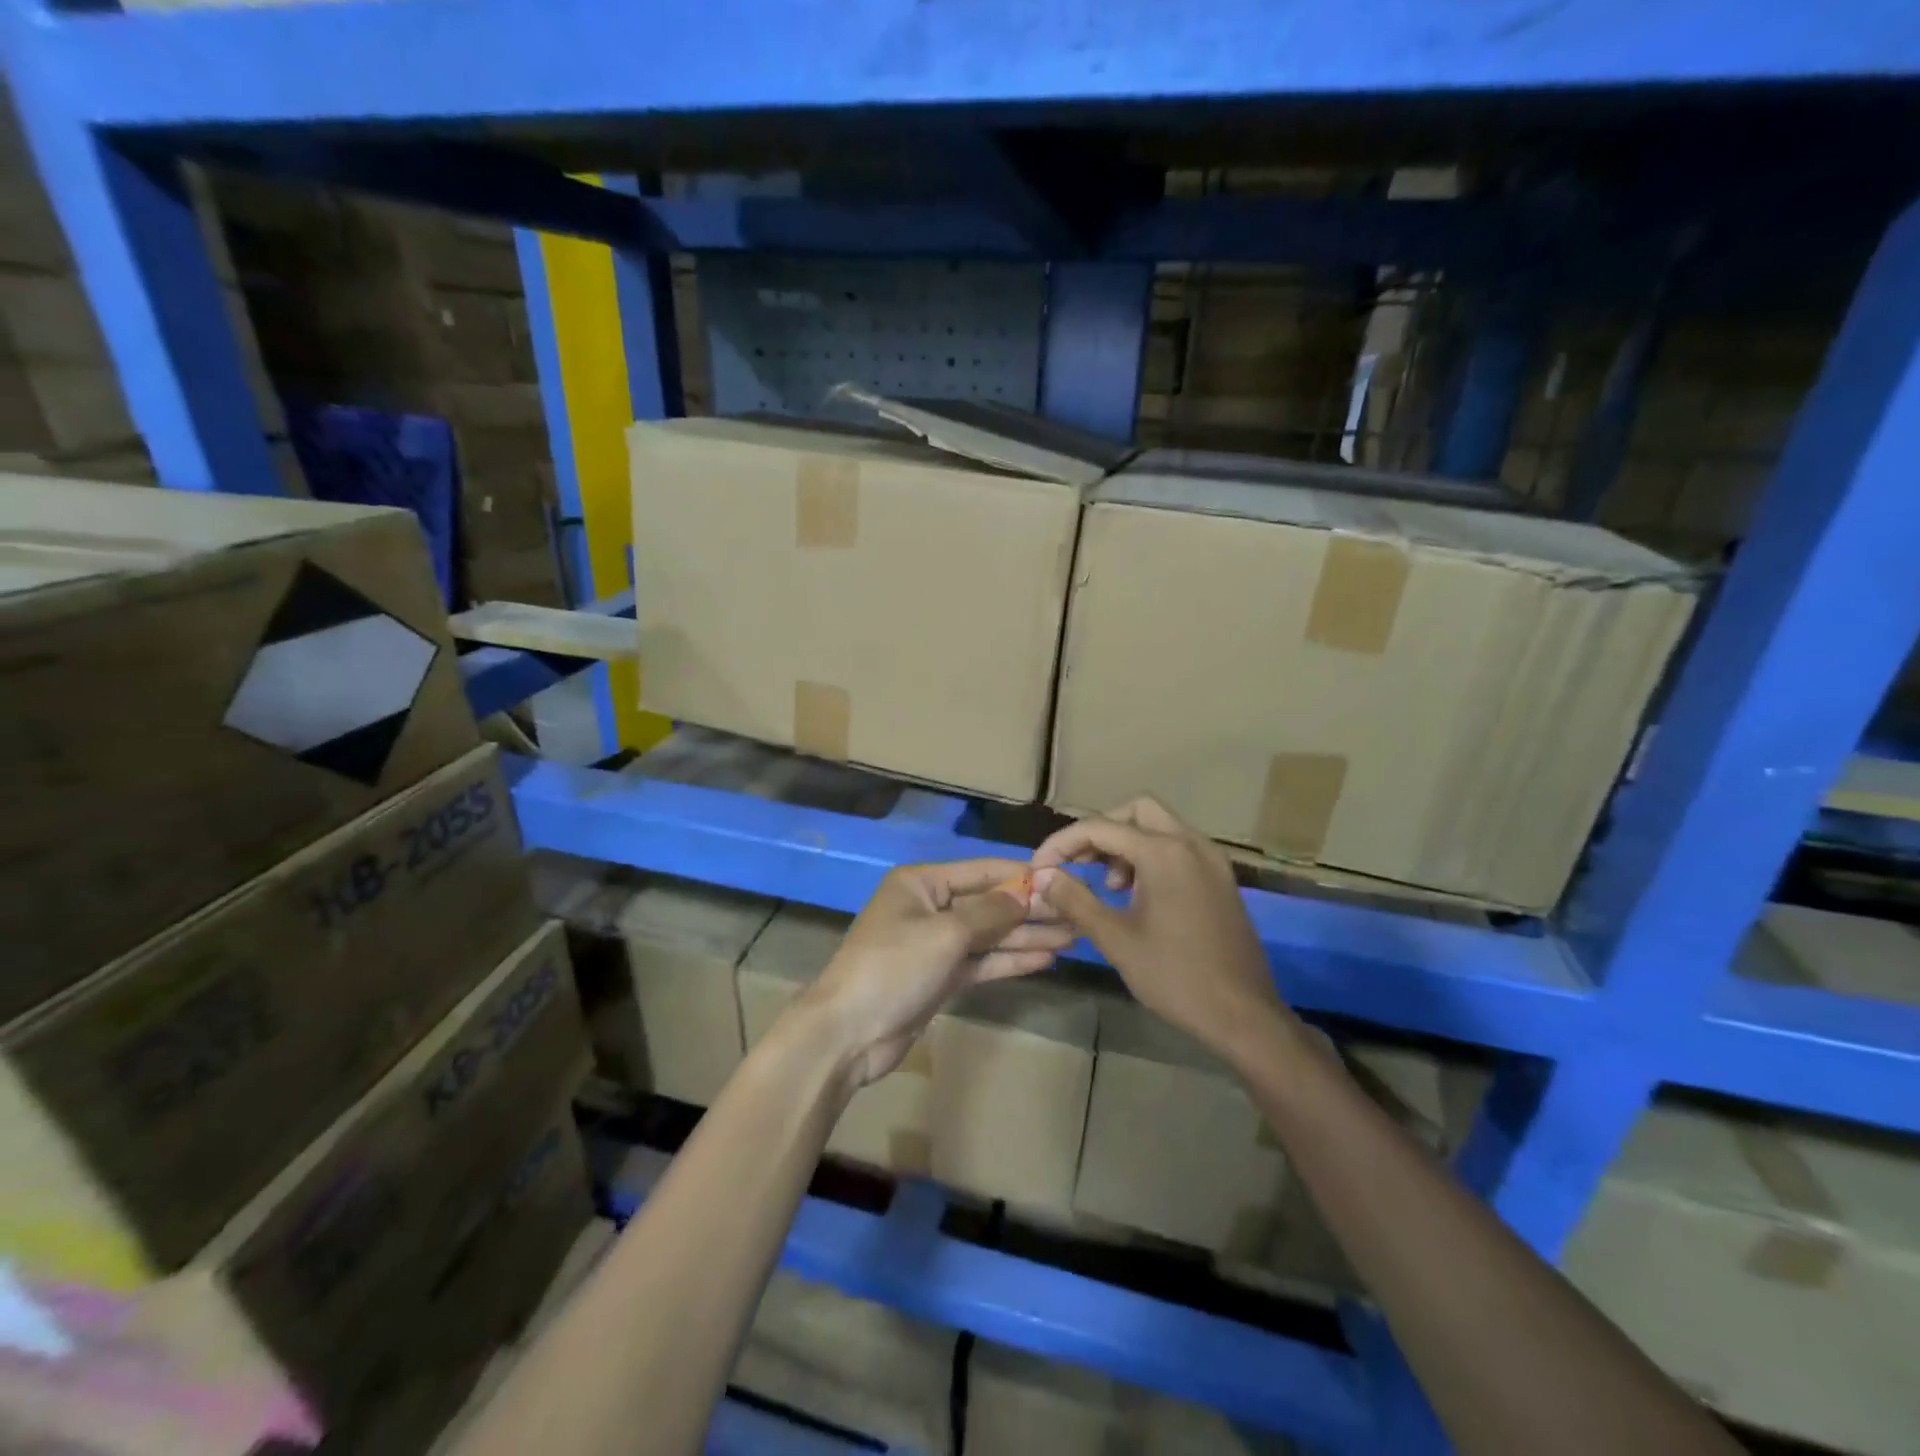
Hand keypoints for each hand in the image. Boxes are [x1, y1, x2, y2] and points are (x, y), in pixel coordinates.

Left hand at [798, 860, 1072, 1084]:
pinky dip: (1009, 960)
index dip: (1020, 875)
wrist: (848, 1033)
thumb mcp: (945, 934)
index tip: (1061, 879)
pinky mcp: (939, 977)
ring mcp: (934, 945)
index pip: (980, 871)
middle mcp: (929, 908)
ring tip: (1071, 937)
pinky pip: (981, 962)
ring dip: (1026, 936)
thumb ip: (989, 913)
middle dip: (1029, 910)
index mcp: (921, 884)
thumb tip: (1025, 894)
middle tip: (1076, 914)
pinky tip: (1044, 959)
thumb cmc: (893, 968)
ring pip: (988, 935)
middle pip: (988, 904)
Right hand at [1031, 797, 1285, 1054]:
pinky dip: (1152, 856)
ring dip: (1127, 843)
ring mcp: (1212, 860)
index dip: (1063, 843)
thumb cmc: (1175, 977)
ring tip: (1109, 886)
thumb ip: (1075, 900)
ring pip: (1160, 827)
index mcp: (1164, 853)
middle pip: (1136, 811)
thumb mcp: (1116, 940)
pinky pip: (1179, 848)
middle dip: (1101, 831)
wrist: (1244, 1015)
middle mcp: (1191, 844)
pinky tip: (1138, 895)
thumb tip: (1042, 876)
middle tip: (1079, 863)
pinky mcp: (1221, 879)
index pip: (1100, 827)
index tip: (1040, 867)